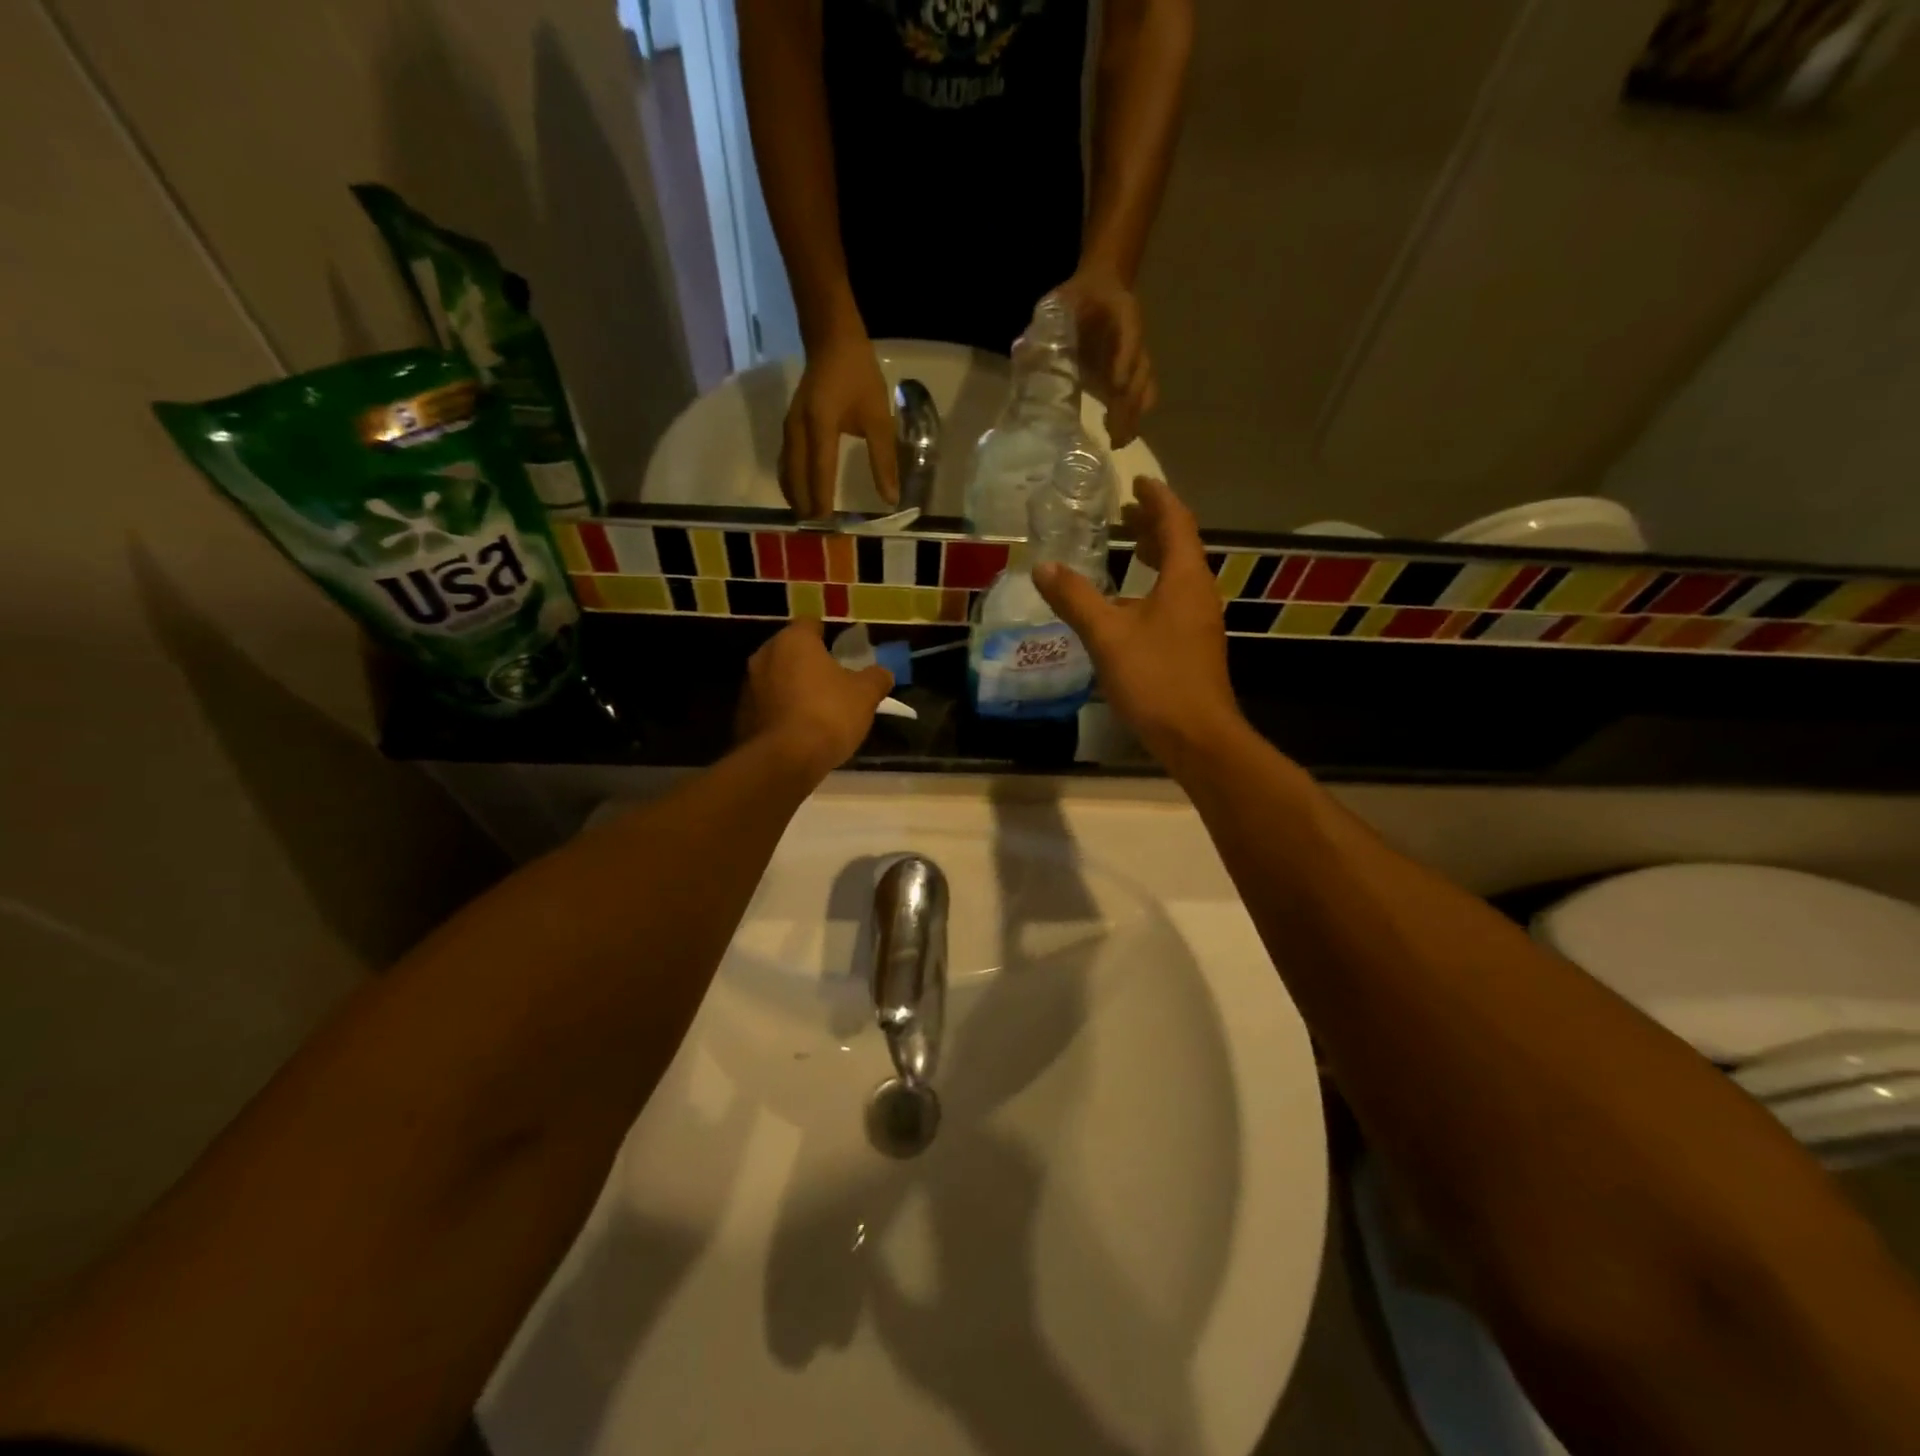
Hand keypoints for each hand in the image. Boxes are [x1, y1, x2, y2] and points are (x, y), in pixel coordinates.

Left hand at [738, 619, 893, 776]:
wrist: (784, 760)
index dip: (827, 635)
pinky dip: (782, 711)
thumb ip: (876, 678)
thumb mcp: (865, 695)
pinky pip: (768, 705)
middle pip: (790, 651)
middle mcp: (764, 655)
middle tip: (832, 679)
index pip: (810, 624)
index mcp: (793, 641)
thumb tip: (883, 673)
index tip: (841, 651)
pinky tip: (800, 730)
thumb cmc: (828, 714)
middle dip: (808, 662)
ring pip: (776, 678)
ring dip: (793, 687)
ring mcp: (748, 686)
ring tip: (817, 708)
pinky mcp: (741, 716)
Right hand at [780, 331, 899, 517]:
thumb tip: (890, 499)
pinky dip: (793, 485)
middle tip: (821, 534)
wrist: (831, 342)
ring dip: (797, 499)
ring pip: (787, 473)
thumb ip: (884, 460)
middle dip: (807, 507)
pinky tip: (802, 499)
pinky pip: (786, 464)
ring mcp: (789, 429)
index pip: (819, 472)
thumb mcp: (878, 418)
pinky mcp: (788, 430)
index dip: (822, 500)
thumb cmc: (859, 377)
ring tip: (811, 523)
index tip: (828, 526)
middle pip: (797, 478)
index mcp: (820, 425)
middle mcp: (798, 430)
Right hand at [1032, 477, 1238, 762]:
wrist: (1197, 737)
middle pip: (1181, 546)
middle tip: (1125, 513)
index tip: (1136, 481)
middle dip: (1153, 525)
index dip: (1156, 498)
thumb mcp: (1107, 636)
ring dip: (1156, 556)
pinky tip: (1130, 605)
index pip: (1175, 522)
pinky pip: (1175, 600)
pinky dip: (1154, 586)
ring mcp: (1200, 622)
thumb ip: (1075, 599)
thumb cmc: (1156, 679)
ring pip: (1179, 575)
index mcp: (1185, 579)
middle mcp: (1199, 593)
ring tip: (1128, 549)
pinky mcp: (1194, 646)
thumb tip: (1042, 567)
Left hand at [1052, 265, 1156, 448]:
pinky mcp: (1131, 375)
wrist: (1098, 291)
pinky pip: (1141, 397)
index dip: (1125, 359)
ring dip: (1132, 416)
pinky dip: (1131, 418)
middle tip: (1112, 432)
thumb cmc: (1075, 299)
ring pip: (1144, 389)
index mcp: (1120, 311)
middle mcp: (1133, 338)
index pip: (1130, 334)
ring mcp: (1135, 358)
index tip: (1115, 386)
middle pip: (1140, 372)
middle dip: (1129, 402)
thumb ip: (1045, 324)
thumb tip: (1022, 350)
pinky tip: (1115, 437)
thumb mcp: (1058, 303)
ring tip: (1115, 441)